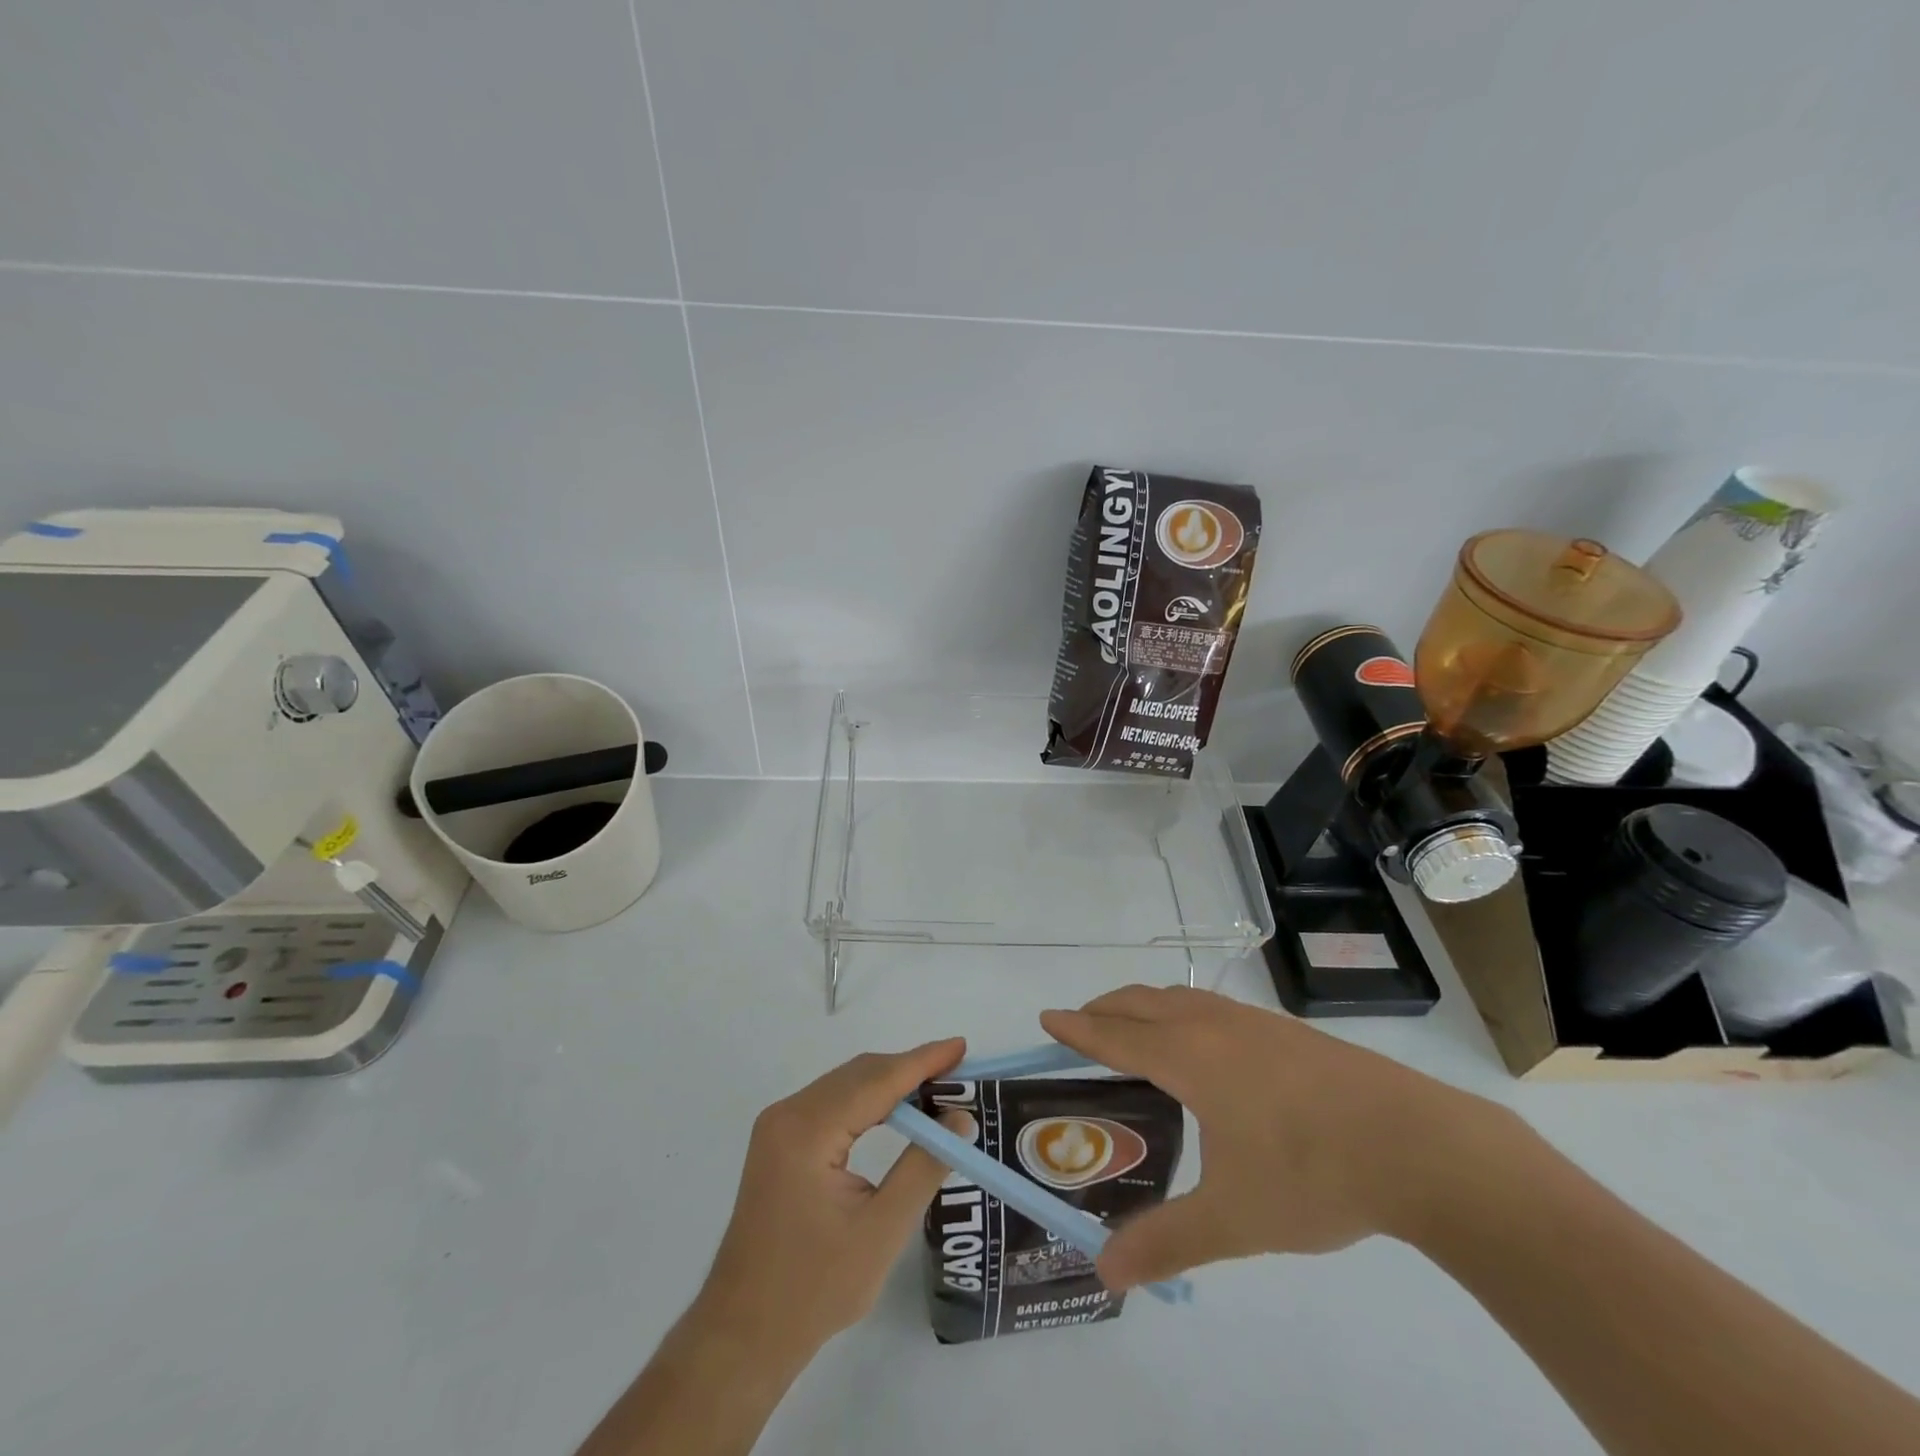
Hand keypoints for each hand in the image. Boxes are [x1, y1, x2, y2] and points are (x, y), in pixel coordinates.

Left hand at [694, 1038, 968, 1363]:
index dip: (922, 1061)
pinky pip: (833, 1103)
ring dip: (891, 1083)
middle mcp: (788, 1114)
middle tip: (958, 1072)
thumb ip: (923, 1167)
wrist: (743, 1333)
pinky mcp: (780, 1141)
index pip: (876, 1080)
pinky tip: (897, 1112)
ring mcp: (779, 1126)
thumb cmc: (814, 1289)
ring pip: (846, 1085)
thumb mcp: (881, 1231)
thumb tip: (962, 1119)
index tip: (961, 1046)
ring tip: (938, 1088)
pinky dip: (869, 1100)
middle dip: (909, 1069)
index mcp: (807, 1131)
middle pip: (859, 1074)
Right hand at [1040, 986, 1507, 1290]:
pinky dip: (1184, 1013)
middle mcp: (1213, 1026)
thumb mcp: (1234, 1218)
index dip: (1077, 1028)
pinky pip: (1213, 1007)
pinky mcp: (1288, 1031)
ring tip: (1136, 1032)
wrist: (1420, 1146)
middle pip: (1142, 1002)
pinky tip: (1207, 1047)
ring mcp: (1254, 1022)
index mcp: (1189, 1057)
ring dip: (1145, 1006)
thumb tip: (1105, 1273)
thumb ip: (1166, 1242)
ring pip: (1181, 998)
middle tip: (1082, 1026)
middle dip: (1105, 1009)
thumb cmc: (1312, 1173)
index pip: (1115, 1035)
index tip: (1047, 1017)